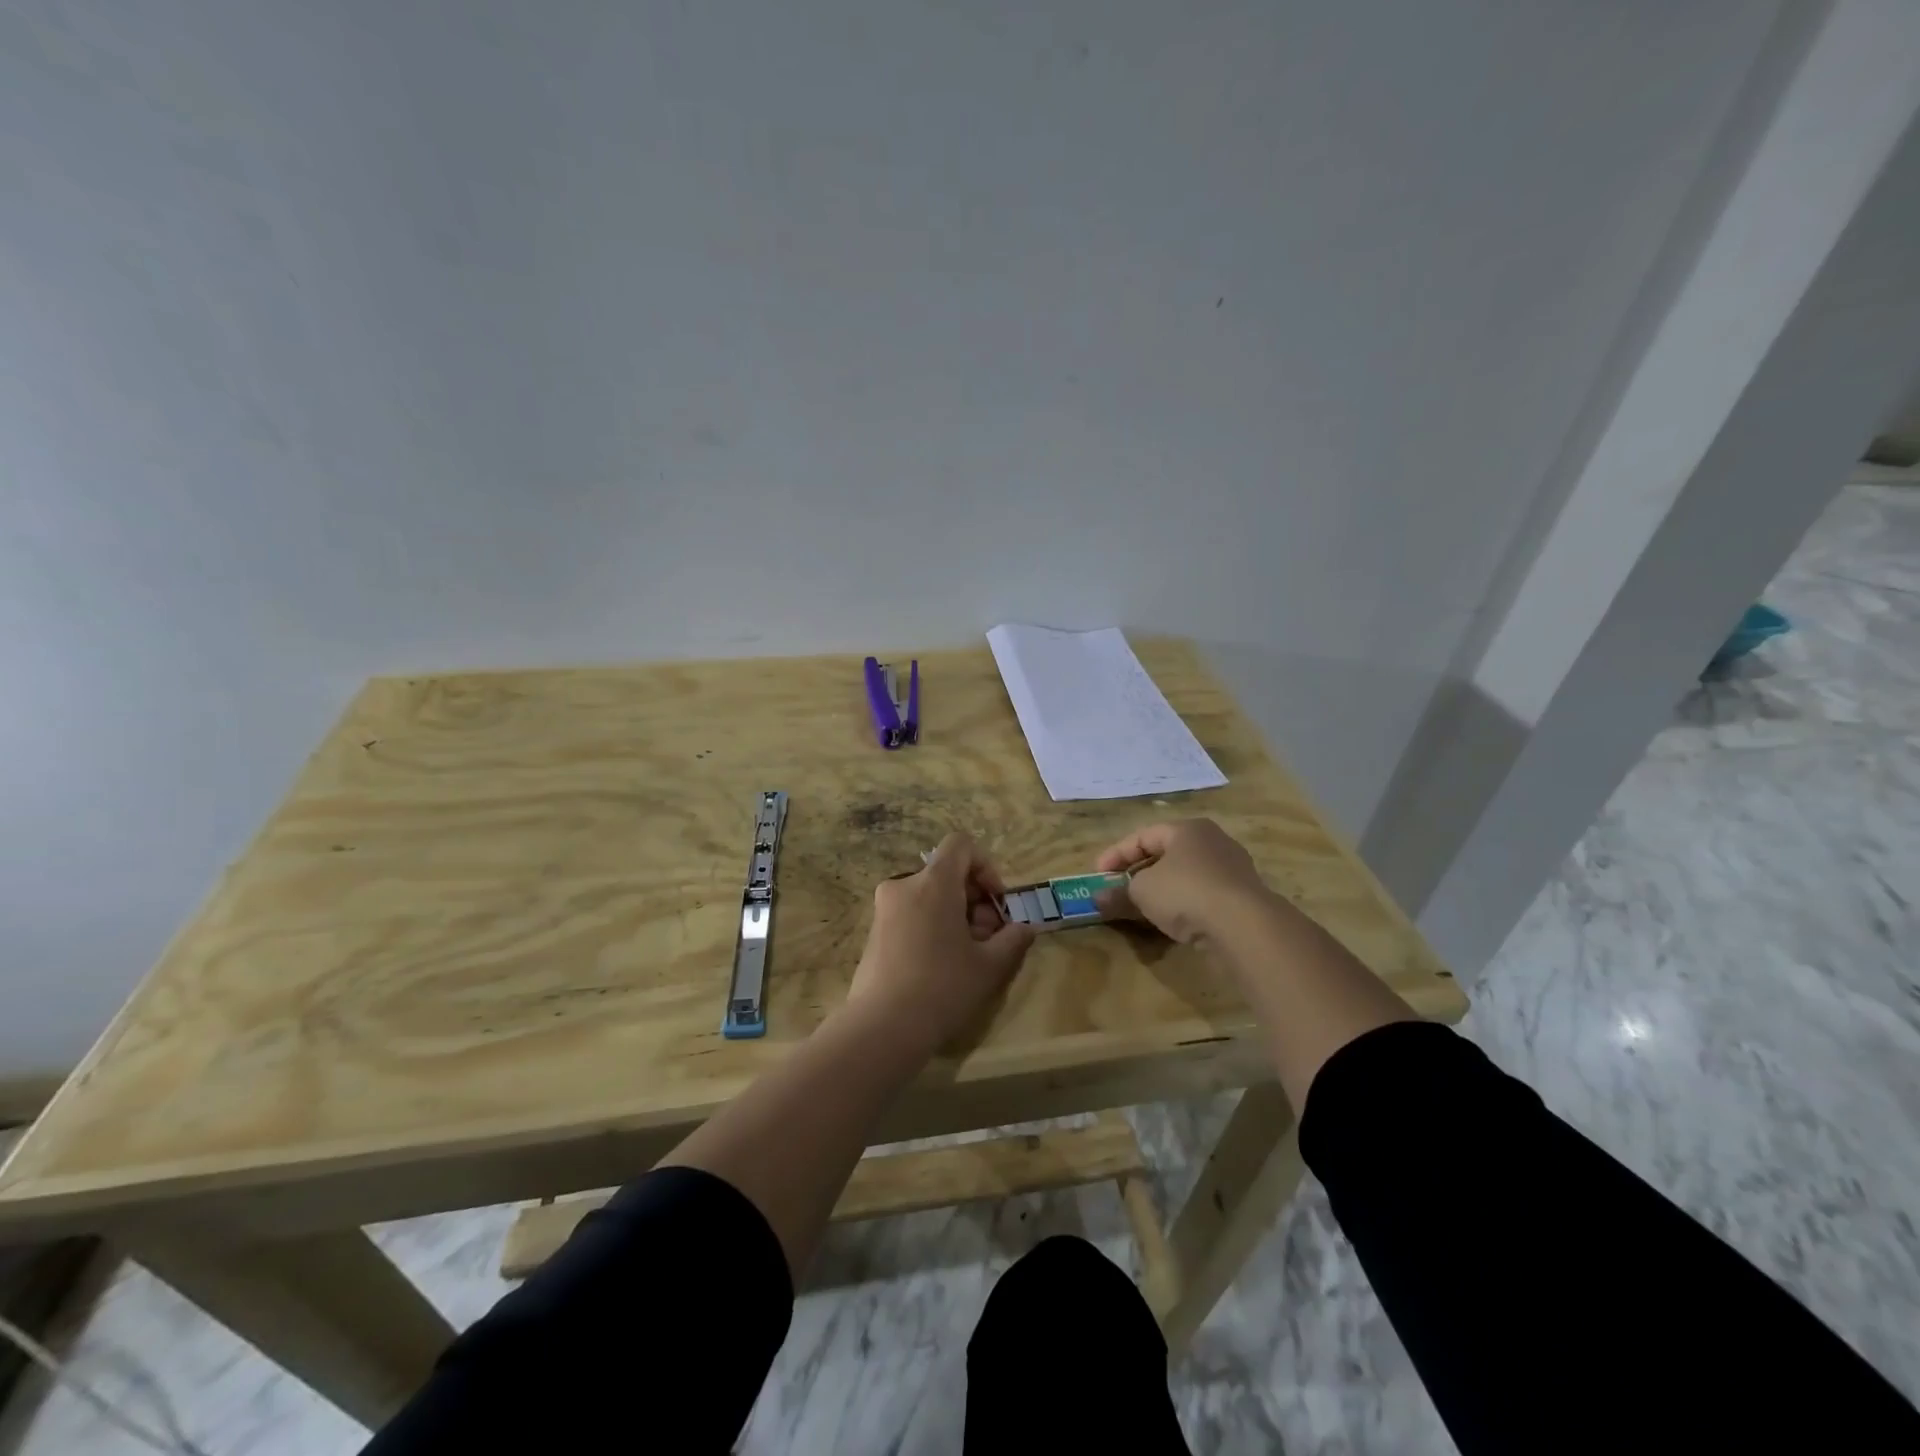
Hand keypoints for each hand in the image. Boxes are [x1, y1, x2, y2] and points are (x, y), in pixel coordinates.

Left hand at [846, 831, 1035, 1055]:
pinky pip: (911, 914)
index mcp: (933, 882)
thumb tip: (1026, 928)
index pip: (961, 845)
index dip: (985, 866)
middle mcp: (904, 885)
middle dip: (973, 899)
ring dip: (954, 915)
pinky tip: (940, 966)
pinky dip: (931, 926)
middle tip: (988, 938)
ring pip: (929, 896)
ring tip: (967, 956)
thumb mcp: (990, 965)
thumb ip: (1013, 939)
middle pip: (946, 873)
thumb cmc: (943, 987)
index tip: (995, 902)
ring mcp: (884, 909)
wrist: (883, 1027)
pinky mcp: (874, 932)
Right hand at [1093, 819, 1277, 943]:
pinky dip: (1183, 905)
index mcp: (1187, 829)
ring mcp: (1232, 869)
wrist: (1244, 926)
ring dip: (1160, 891)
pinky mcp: (1242, 898)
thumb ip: (1118, 894)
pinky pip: (1202, 896)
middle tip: (1118, 890)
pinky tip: (1172, 922)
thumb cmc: (1186, 892)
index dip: (1116, 854)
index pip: (1143, 836)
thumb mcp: (1142, 892)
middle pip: (1166, 855)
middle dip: (1138, 873)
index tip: (1098, 875)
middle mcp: (1212, 842)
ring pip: (1185, 876)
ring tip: (1141, 908)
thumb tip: (1096, 900)